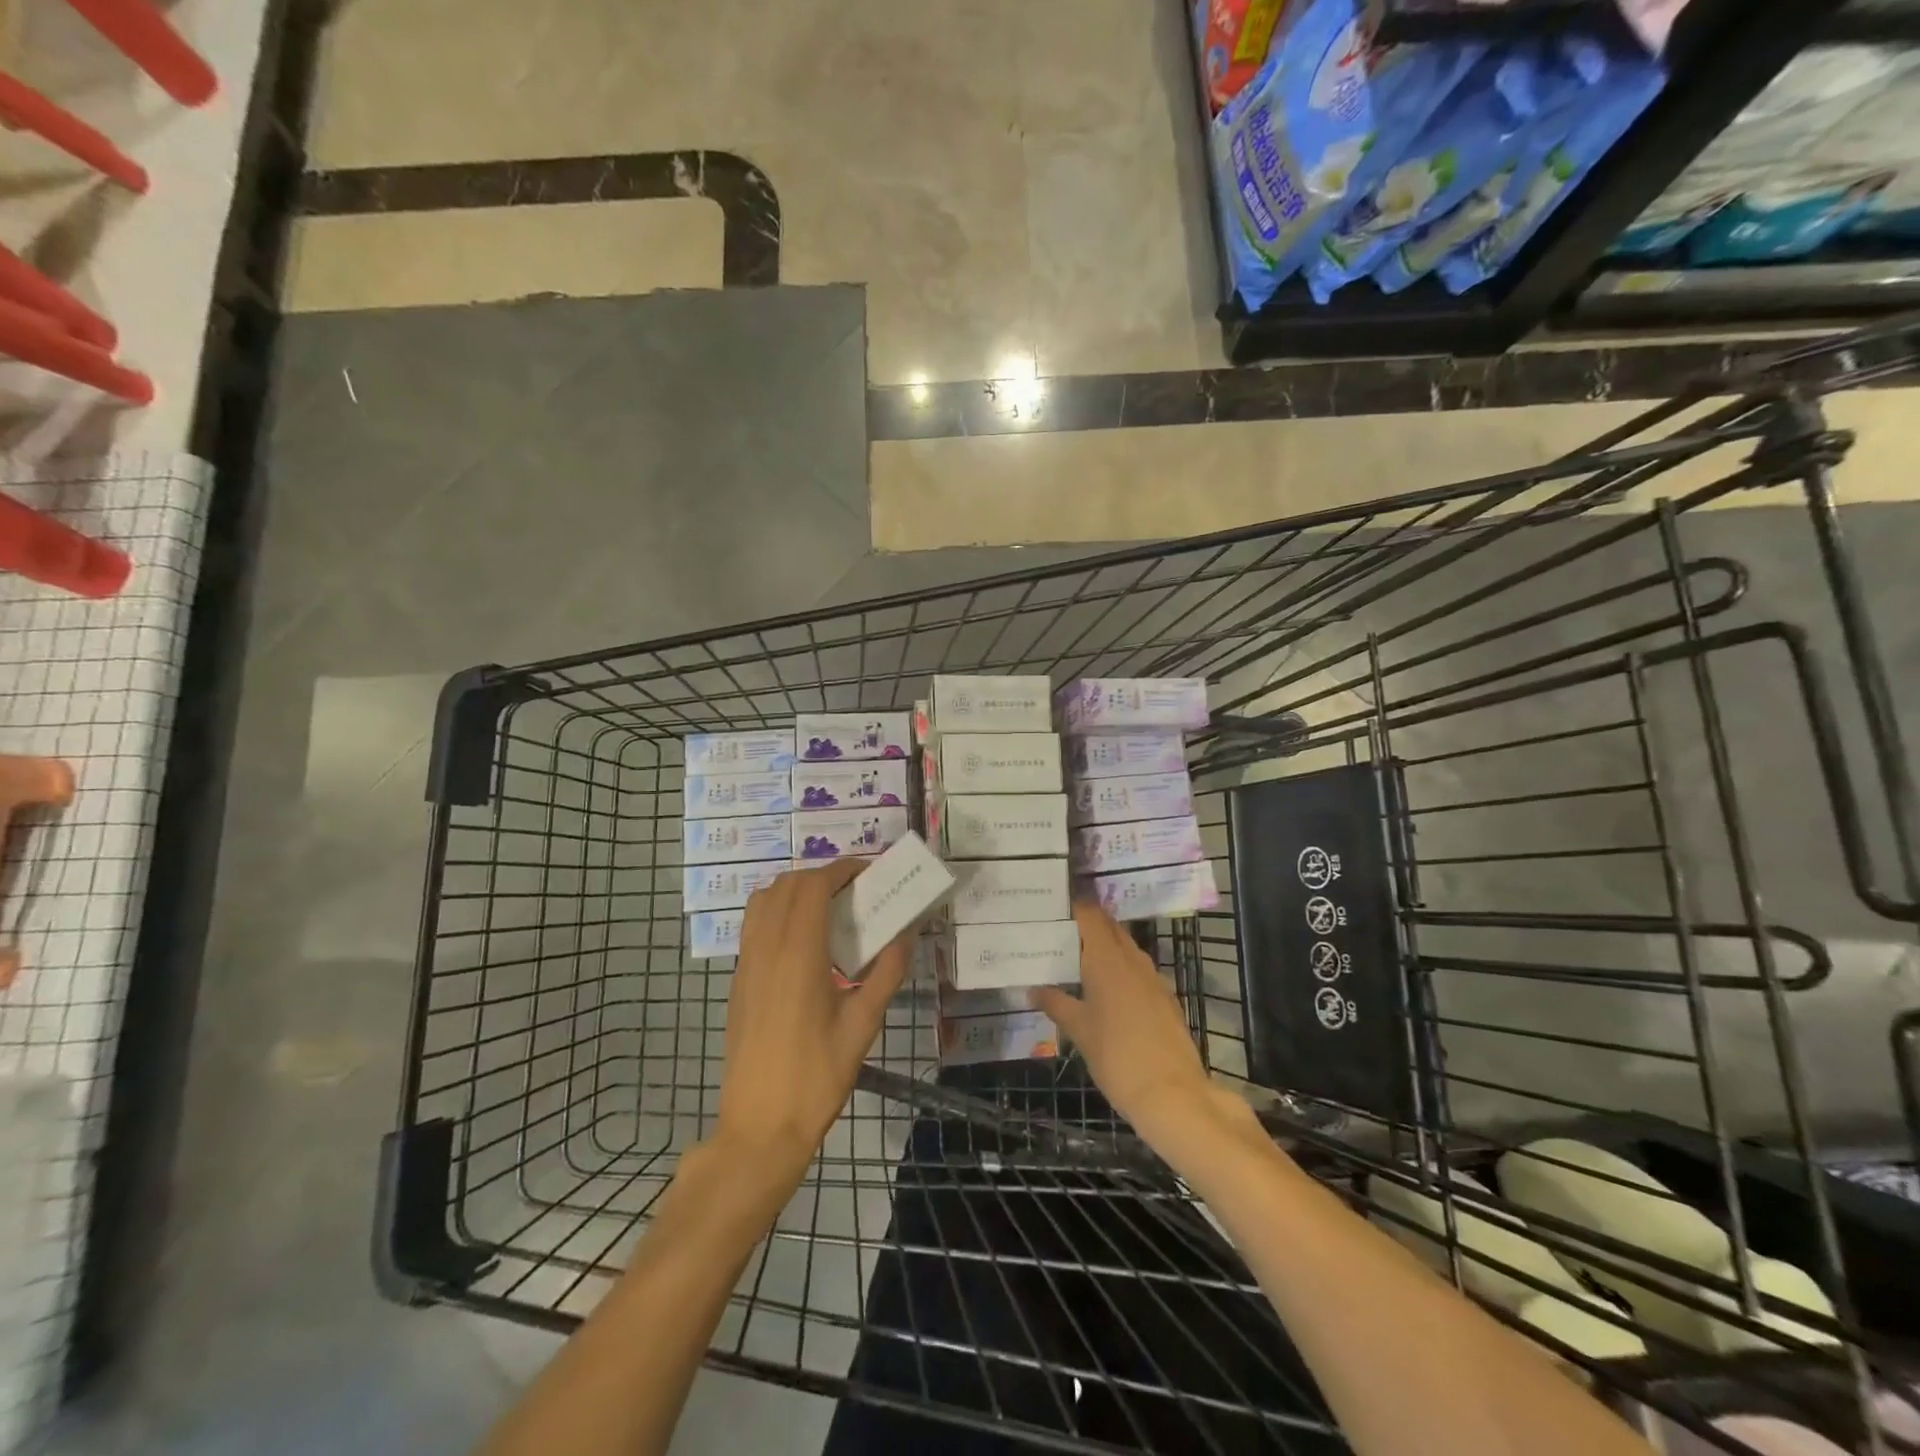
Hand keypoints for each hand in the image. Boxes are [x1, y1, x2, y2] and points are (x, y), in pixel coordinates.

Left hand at [715, 861, 912, 1175]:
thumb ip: (886, 975)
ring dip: (795, 890)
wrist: (760, 1127)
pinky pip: (754, 925)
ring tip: (827, 908)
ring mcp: (747, 963)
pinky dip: (777, 911)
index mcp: (798, 955)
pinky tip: (803, 940)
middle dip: (821, 876)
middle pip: (787, 885)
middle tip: (853, 891)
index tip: (867, 872)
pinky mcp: (738, 980)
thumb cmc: (817, 1078)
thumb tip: (907, 935)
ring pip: (764, 900)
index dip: (840, 870)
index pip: (813, 887)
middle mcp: (767, 948)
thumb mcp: (862, 1027)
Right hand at [1030, 902, 1241, 1142]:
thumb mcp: (1079, 1031)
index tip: (1057, 903)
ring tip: (1080, 958)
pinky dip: (1122, 968)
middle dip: (1090, 923)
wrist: (1172, 1094)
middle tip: (1062, 930)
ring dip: (1107, 946)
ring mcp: (1154, 978)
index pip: (1091, 916)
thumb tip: (1033, 989)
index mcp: (1107, 960)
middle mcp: (1132, 960)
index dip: (1076, 905)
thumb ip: (1056, 1004)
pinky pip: (1139, 970)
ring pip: (1127, 948)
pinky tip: (1108, 988)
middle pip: (1111, 927)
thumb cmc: (1116, 1056)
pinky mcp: (1166, 998)